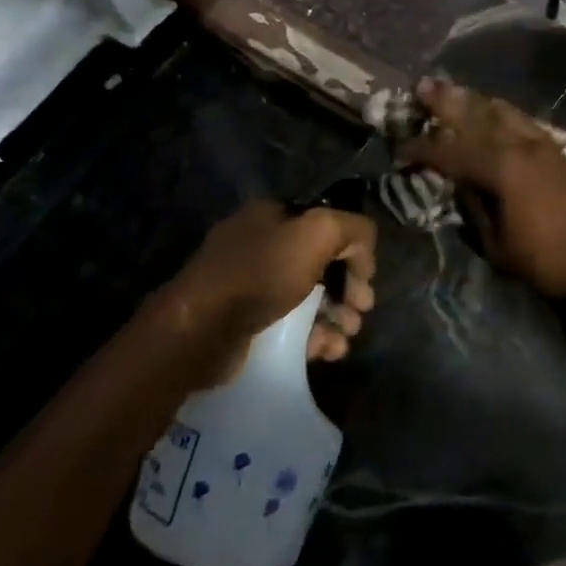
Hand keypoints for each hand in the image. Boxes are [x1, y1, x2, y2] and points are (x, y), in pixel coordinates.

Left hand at [156, 201, 376, 376]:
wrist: (200, 332)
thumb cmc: (260, 274)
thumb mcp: (317, 233)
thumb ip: (352, 229)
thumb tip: (363, 248)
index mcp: (273, 215)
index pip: (328, 225)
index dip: (353, 250)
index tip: (366, 279)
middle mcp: (262, 245)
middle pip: (321, 264)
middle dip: (348, 288)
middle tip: (360, 310)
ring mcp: (251, 286)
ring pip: (309, 299)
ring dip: (336, 317)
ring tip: (346, 337)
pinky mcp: (247, 324)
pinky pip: (292, 327)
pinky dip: (315, 337)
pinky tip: (328, 350)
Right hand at [400, 77, 565, 297]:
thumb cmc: (545, 259)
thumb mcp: (496, 244)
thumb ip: (473, 208)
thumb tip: (459, 185)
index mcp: (499, 169)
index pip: (450, 152)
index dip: (422, 150)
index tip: (400, 148)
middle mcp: (518, 146)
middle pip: (475, 117)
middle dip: (446, 102)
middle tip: (422, 86)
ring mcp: (540, 144)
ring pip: (501, 112)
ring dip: (474, 100)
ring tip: (453, 90)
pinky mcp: (556, 149)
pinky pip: (521, 120)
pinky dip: (501, 111)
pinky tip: (493, 108)